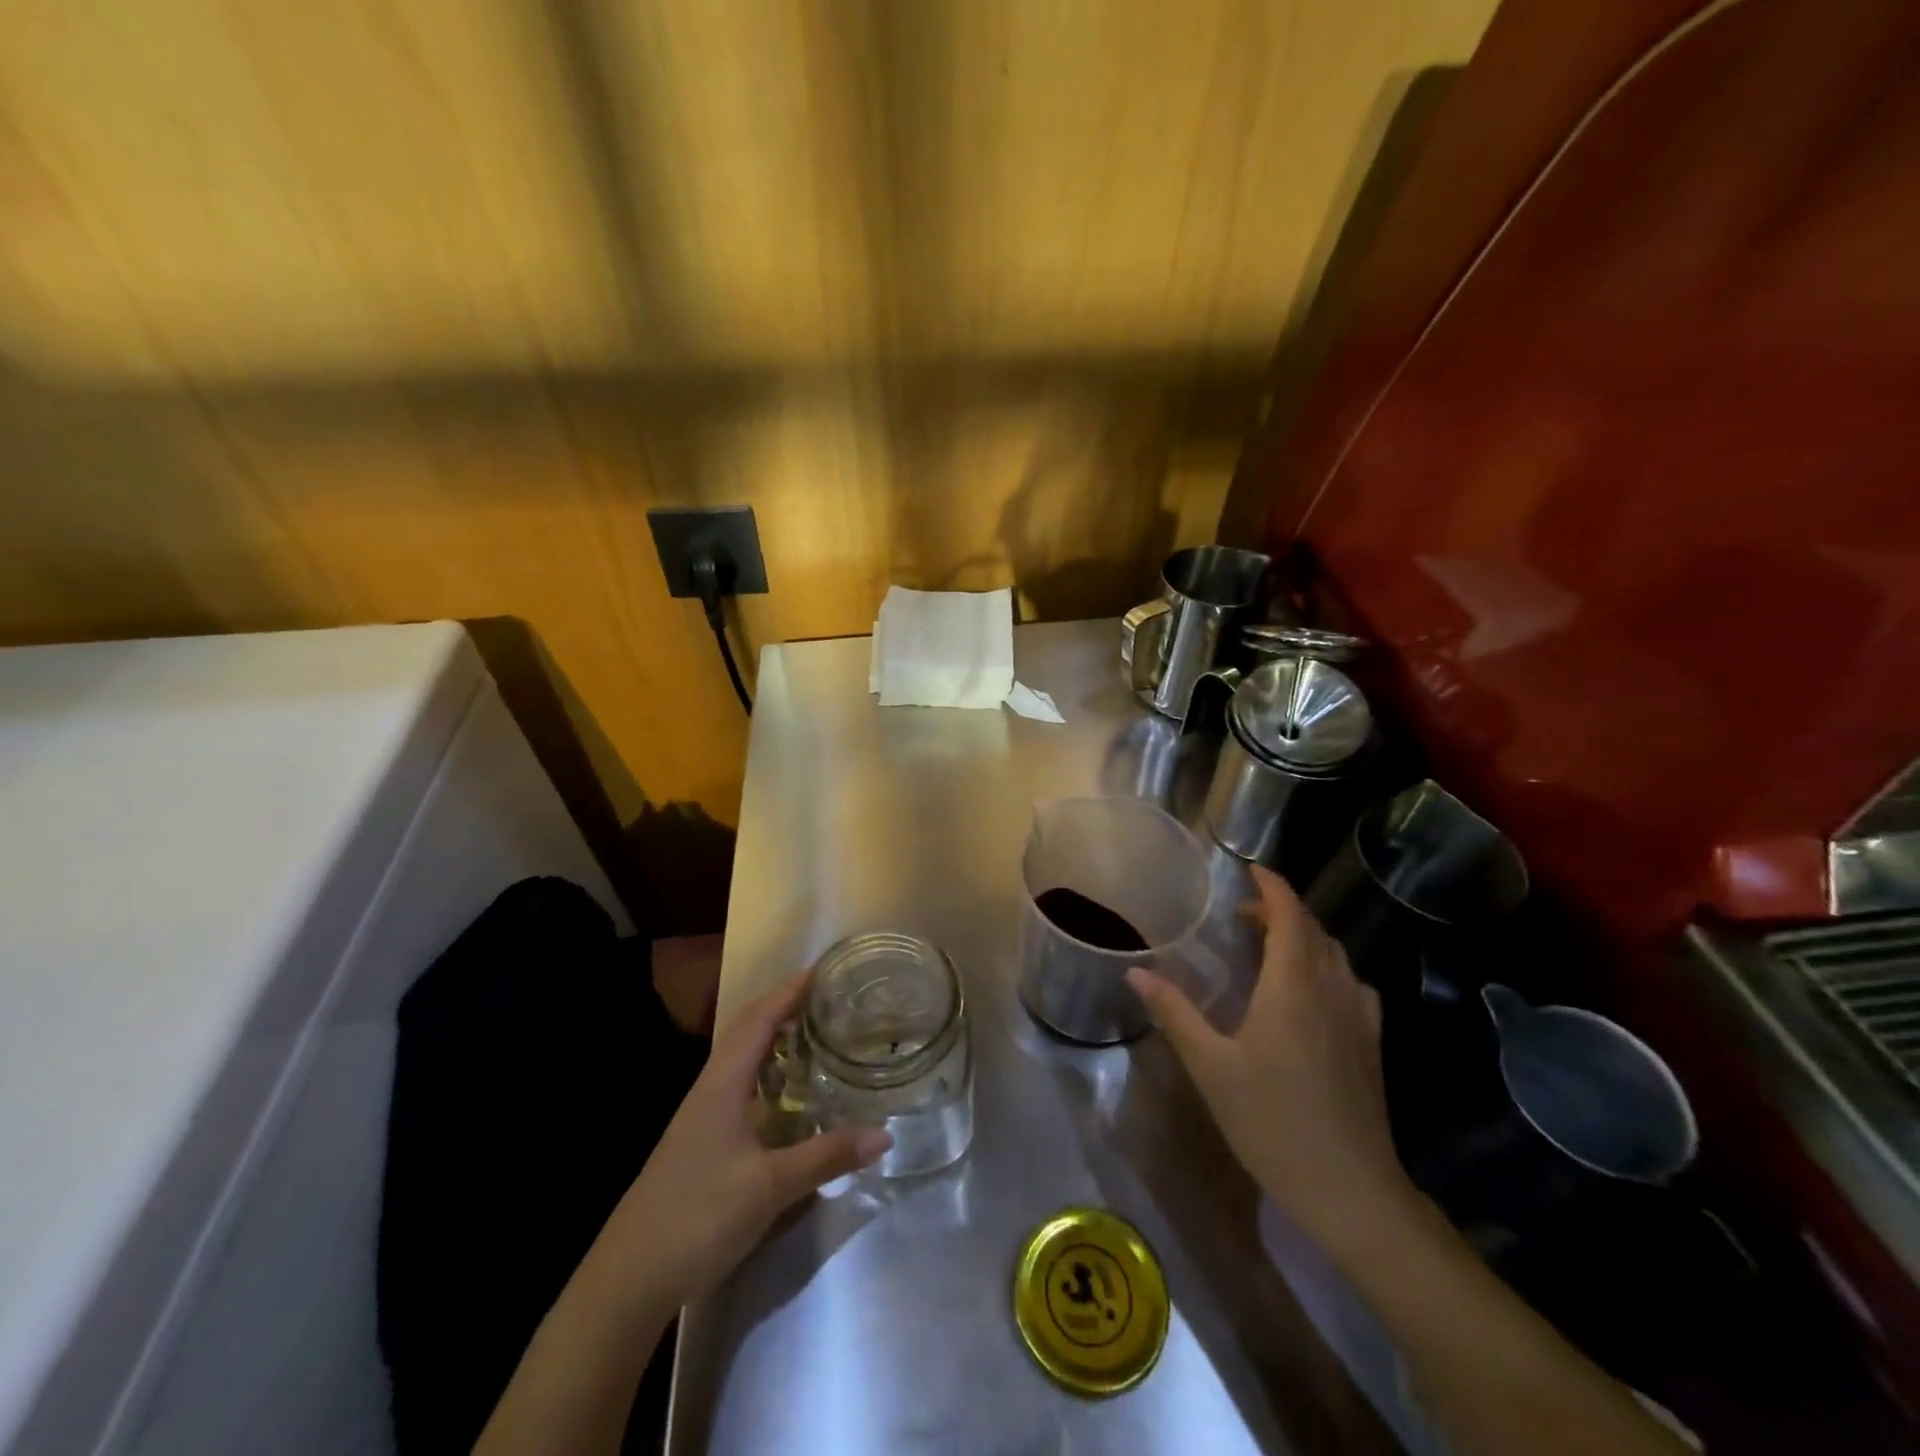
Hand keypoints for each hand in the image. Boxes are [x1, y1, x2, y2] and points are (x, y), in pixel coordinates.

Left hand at [584, 973, 891, 1310]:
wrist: (628, 1280)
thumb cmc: (698, 1217)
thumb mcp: (770, 1187)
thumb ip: (826, 1156)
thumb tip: (883, 1133)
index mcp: (722, 1083)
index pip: (759, 1018)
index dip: (790, 990)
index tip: (825, 970)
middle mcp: (711, 1089)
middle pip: (749, 1031)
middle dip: (787, 1008)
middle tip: (831, 1000)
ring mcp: (703, 1116)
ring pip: (744, 1060)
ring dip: (777, 1040)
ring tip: (818, 1034)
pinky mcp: (703, 1142)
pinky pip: (742, 1088)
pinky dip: (770, 1075)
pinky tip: (790, 1094)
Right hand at [1127, 865, 1415, 1259]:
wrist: (1352, 1191)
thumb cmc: (1274, 1123)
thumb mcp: (1211, 1068)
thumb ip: (1175, 1013)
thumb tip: (1136, 971)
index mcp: (1293, 986)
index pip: (1289, 915)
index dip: (1272, 887)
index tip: (1250, 870)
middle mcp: (1332, 990)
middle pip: (1313, 930)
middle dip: (1281, 910)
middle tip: (1243, 913)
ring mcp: (1359, 1017)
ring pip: (1335, 955)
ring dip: (1304, 936)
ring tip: (1270, 945)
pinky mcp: (1371, 1043)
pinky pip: (1350, 983)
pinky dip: (1326, 966)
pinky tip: (1309, 992)